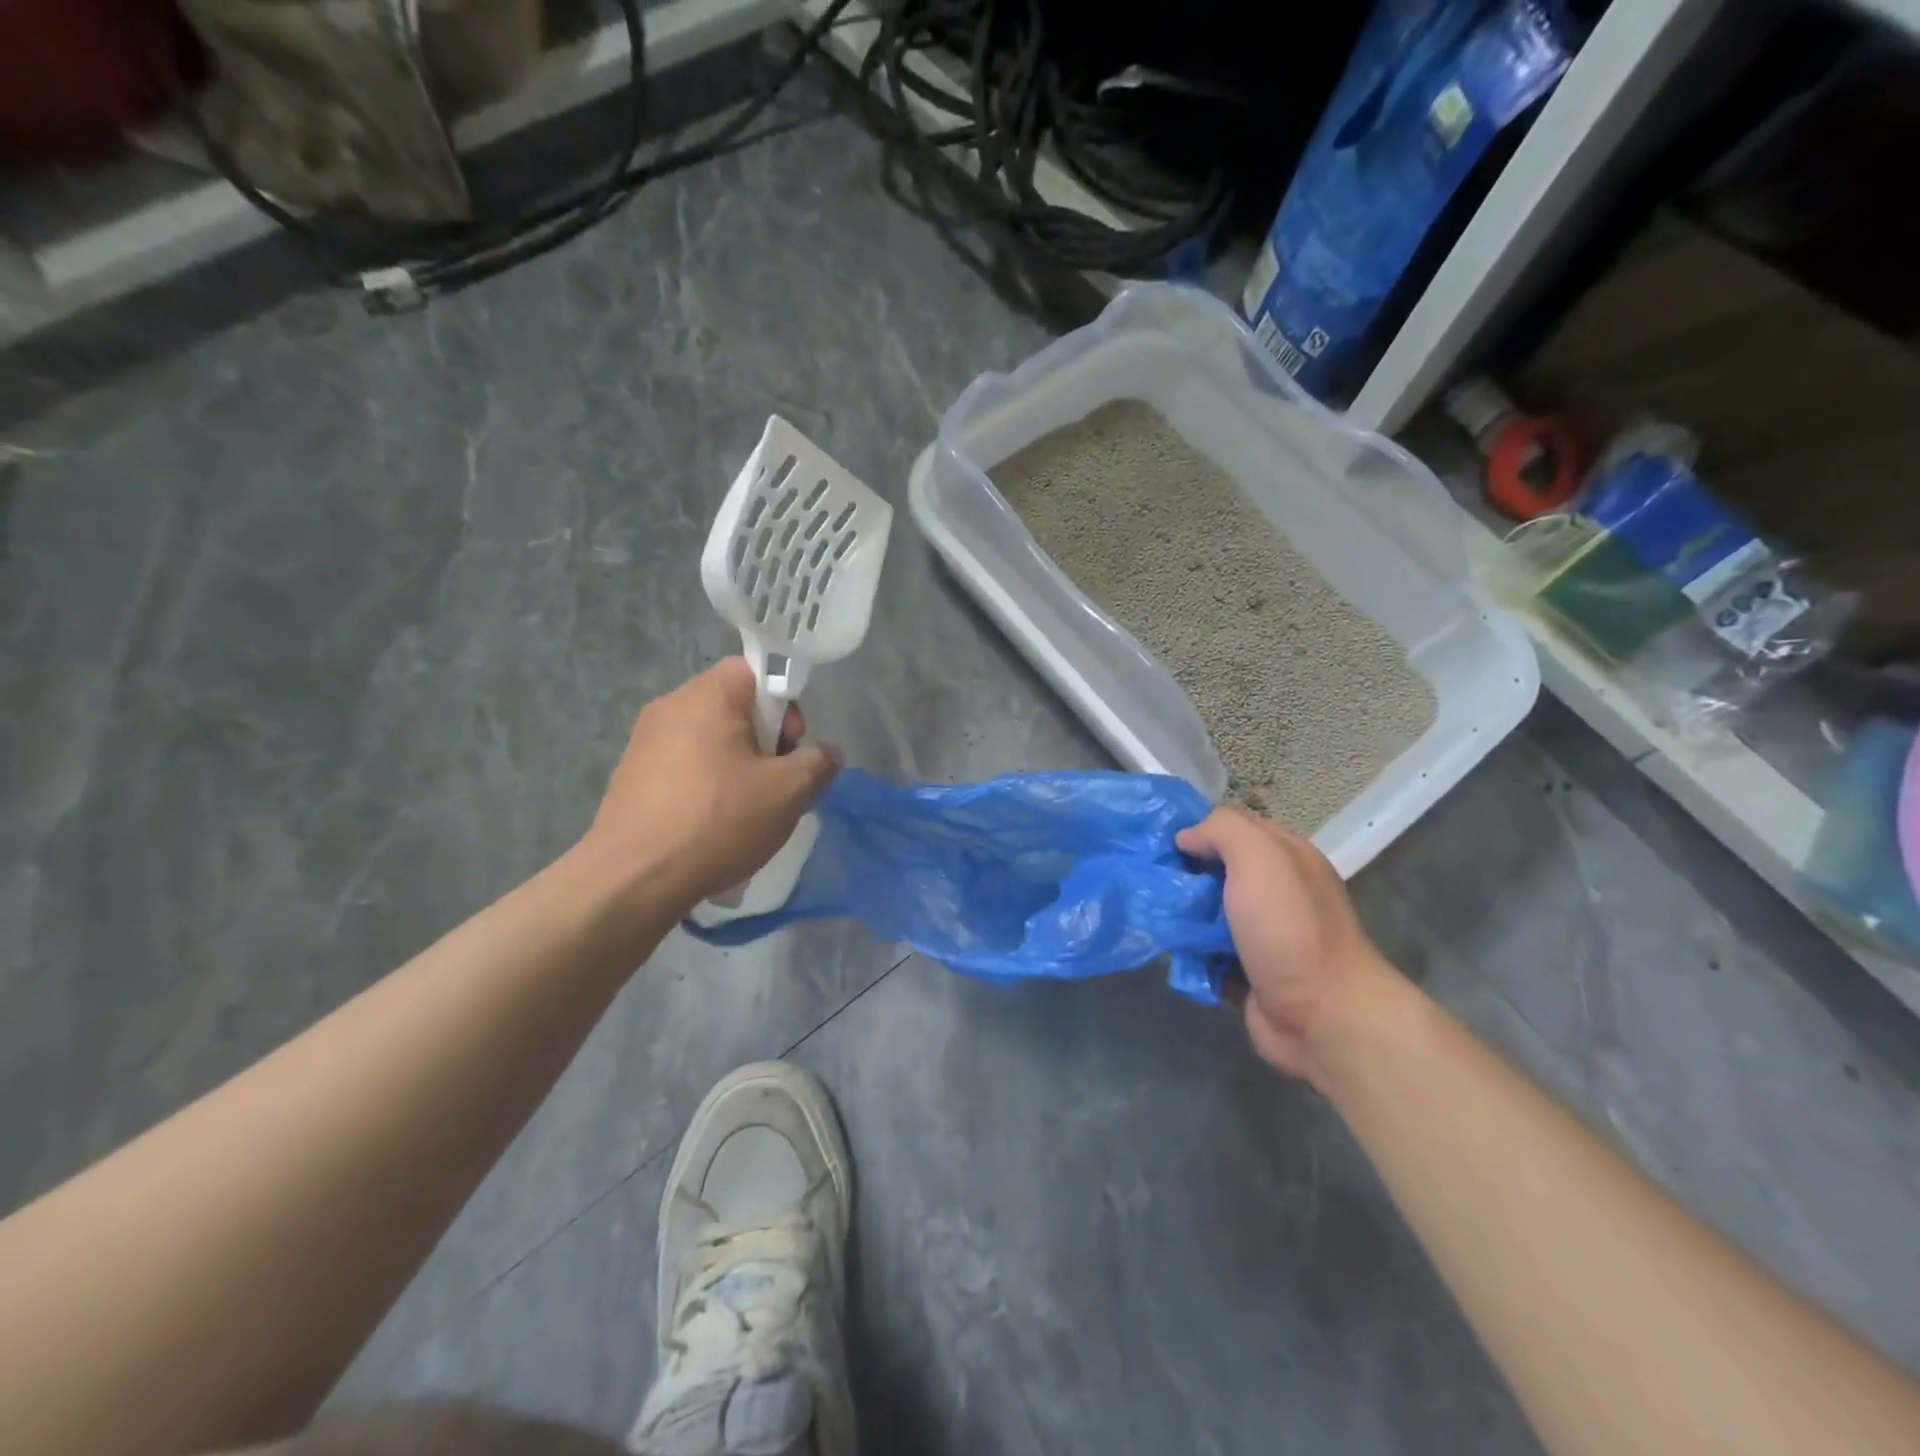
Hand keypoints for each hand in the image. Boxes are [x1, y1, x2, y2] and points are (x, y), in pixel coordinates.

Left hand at [577, 658, 838, 916]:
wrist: (632, 879)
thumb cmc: (718, 821)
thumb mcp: (789, 792)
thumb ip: (819, 762)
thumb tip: (826, 753)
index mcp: (708, 695)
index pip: (756, 670)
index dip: (784, 704)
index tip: (790, 747)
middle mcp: (670, 705)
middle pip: (735, 705)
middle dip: (764, 739)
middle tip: (775, 782)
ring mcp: (645, 740)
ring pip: (711, 738)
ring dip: (738, 765)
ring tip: (747, 810)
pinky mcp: (631, 775)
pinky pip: (685, 764)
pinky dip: (707, 784)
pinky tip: (713, 824)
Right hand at [1176, 808, 1396, 1082]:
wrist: (1323, 1016)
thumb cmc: (1290, 928)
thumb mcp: (1259, 857)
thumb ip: (1221, 831)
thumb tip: (1186, 837)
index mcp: (1285, 857)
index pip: (1233, 829)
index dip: (1197, 830)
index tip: (1160, 842)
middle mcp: (1275, 892)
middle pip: (1215, 871)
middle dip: (1182, 876)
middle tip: (1149, 882)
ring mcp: (1262, 935)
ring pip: (1206, 914)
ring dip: (1180, 917)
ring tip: (1151, 917)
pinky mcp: (1246, 972)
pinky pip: (1206, 953)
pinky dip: (1189, 954)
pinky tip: (1170, 951)